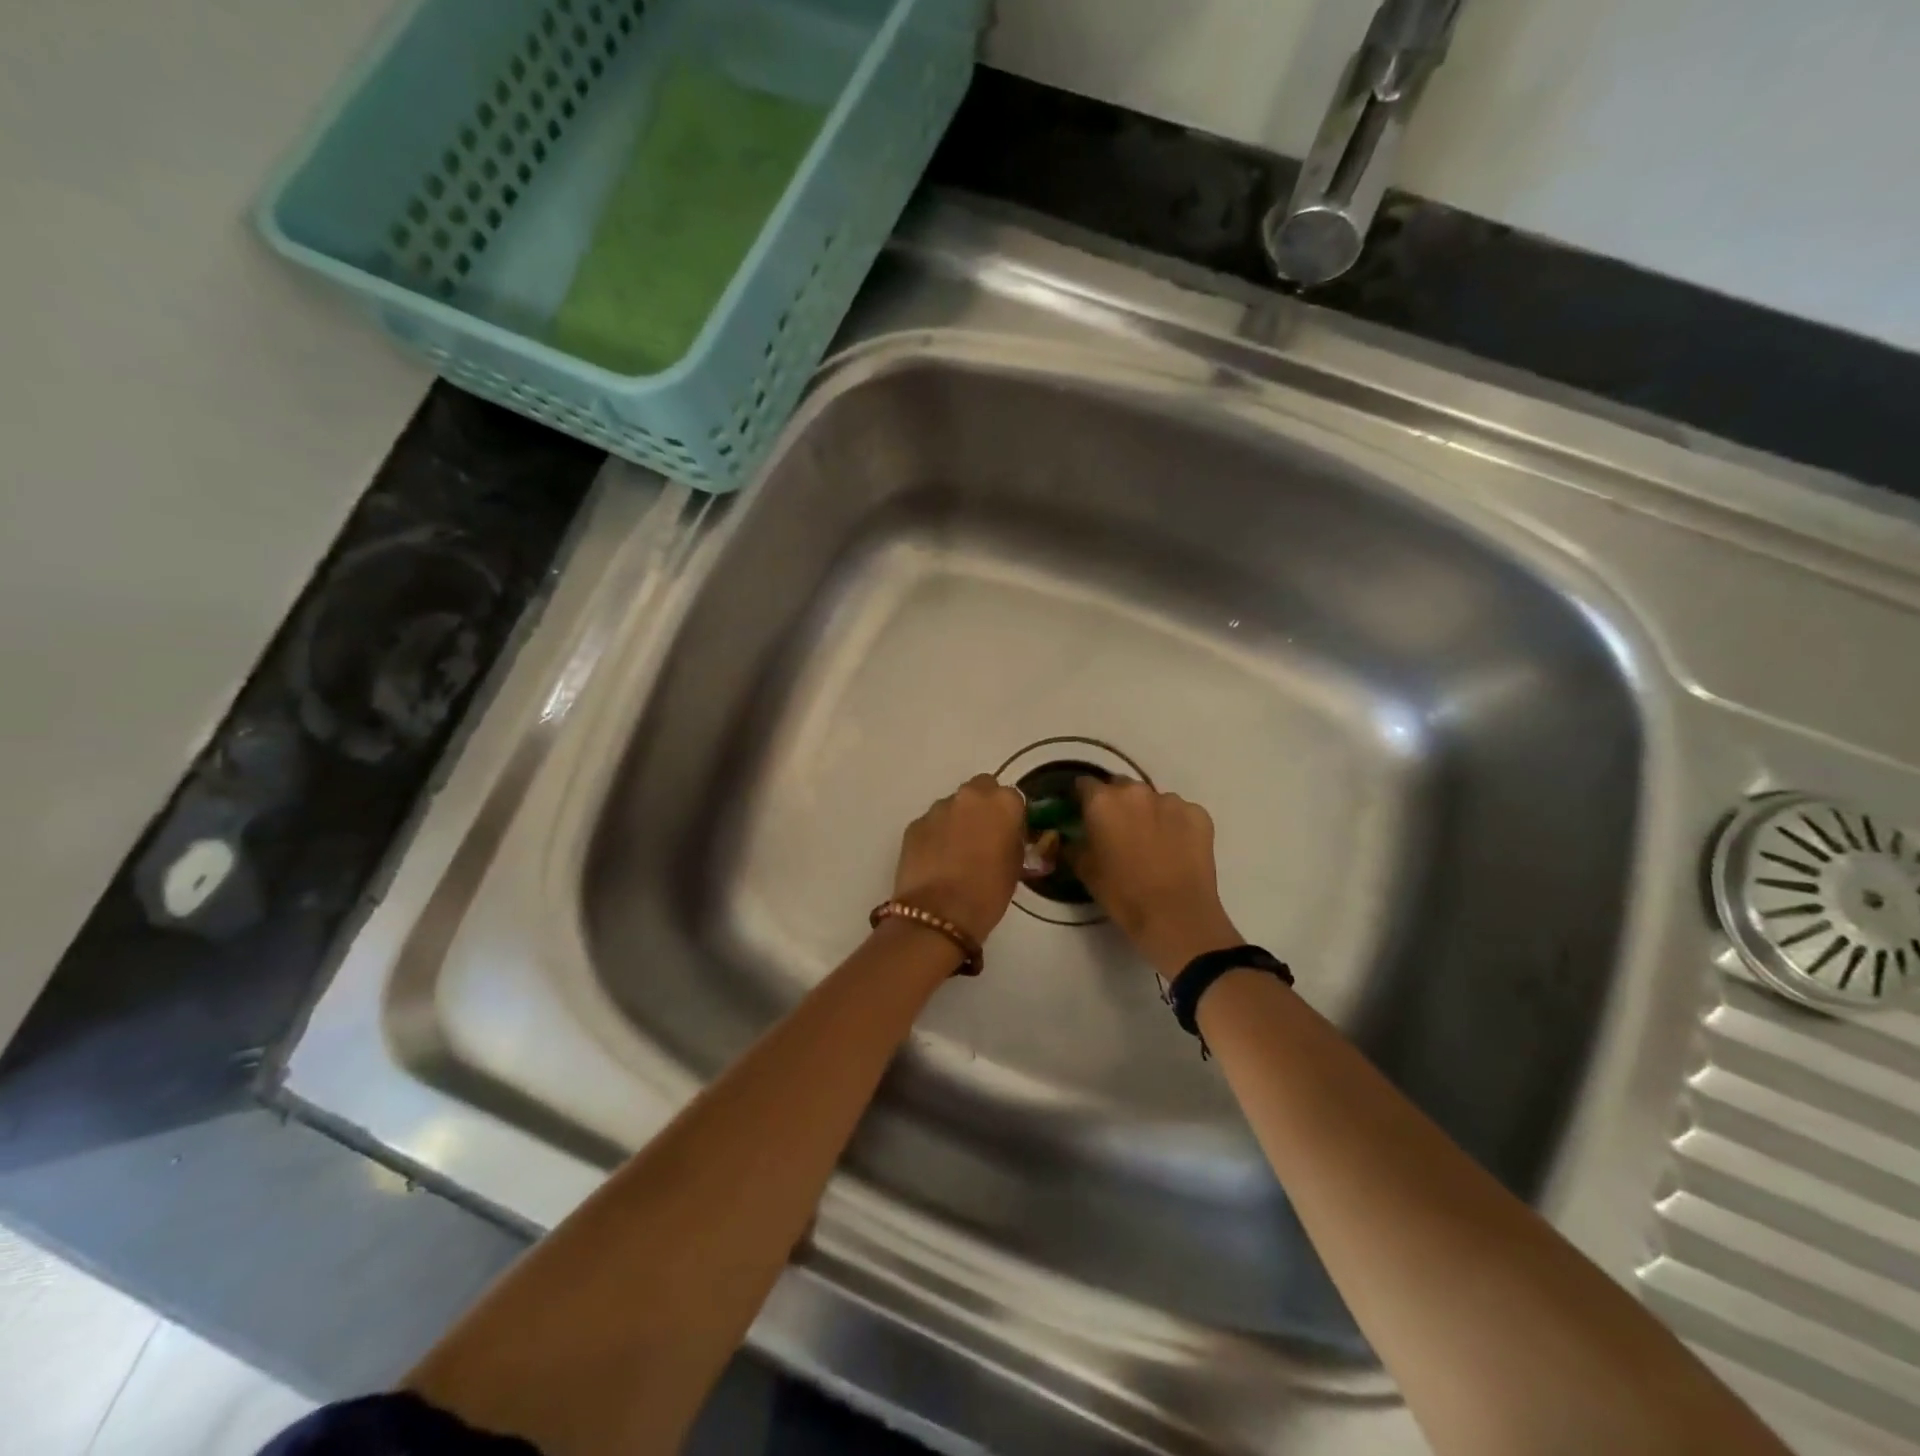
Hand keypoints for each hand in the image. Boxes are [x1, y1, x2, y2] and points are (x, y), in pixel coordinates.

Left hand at [891, 775, 1027, 944]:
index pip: (1013, 798)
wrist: (939, 914)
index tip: (1010, 835)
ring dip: (958, 819)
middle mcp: (970, 796)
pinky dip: (936, 834)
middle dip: (984, 806)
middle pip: (981, 788)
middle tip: (983, 835)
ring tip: (956, 851)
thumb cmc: (988, 892)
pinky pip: (932, 822)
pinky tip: (936, 860)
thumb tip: (1006, 835)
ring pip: (954, 804)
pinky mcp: (915, 824)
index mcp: (1002, 803)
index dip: (1012, 816)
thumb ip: (1013, 839)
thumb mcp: (1015, 865)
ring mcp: (938, 808)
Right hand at [1073, 778, 1243, 975]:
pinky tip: (1175, 848)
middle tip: (1117, 829)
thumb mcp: (1084, 870)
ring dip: (1147, 813)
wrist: (1176, 916)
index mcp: (1103, 801)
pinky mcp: (1199, 815)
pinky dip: (1175, 824)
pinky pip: (1181, 812)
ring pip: (1153, 799)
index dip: (1082, 798)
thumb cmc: (1122, 893)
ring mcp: (1172, 800)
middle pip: (1120, 786)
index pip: (1085, 784)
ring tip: (1151, 842)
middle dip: (1116, 802)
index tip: (1083, 812)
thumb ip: (1073, 844)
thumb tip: (1071, 836)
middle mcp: (1136, 792)